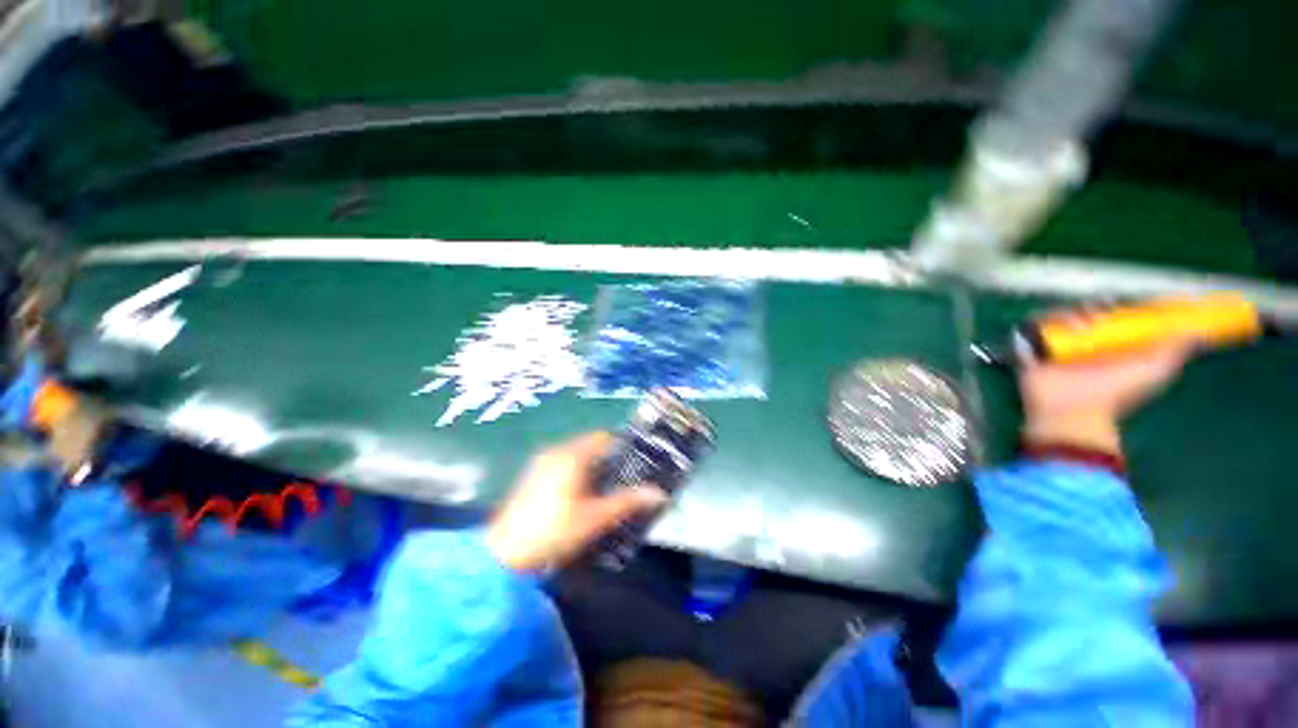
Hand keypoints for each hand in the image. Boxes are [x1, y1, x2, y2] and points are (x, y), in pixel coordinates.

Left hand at [485, 432, 667, 572]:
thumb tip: (658, 494)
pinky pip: (563, 463)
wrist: (504, 555)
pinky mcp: (533, 475)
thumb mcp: (595, 518)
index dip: (623, 446)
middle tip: (626, 478)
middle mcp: (557, 451)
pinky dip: (577, 472)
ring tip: (607, 488)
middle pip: (590, 445)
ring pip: (576, 455)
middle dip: (609, 459)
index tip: (638, 462)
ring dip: (593, 466)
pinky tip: (581, 495)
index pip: (604, 437)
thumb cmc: (554, 531)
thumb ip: (627, 502)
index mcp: (573, 455)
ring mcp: (542, 462)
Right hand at [1019, 310, 1197, 455]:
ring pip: (1060, 316)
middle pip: (1086, 313)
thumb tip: (1197, 329)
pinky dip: (1043, 324)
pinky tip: (1061, 330)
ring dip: (1071, 315)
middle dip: (1095, 308)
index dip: (1123, 306)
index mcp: (1112, 346)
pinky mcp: (1031, 349)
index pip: (1116, 317)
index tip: (1129, 301)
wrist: (1075, 411)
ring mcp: (1057, 346)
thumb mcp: (1154, 371)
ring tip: (1081, 324)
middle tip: (1103, 312)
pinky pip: (1031, 328)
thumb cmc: (1116, 393)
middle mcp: (1084, 343)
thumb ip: (1173, 351)